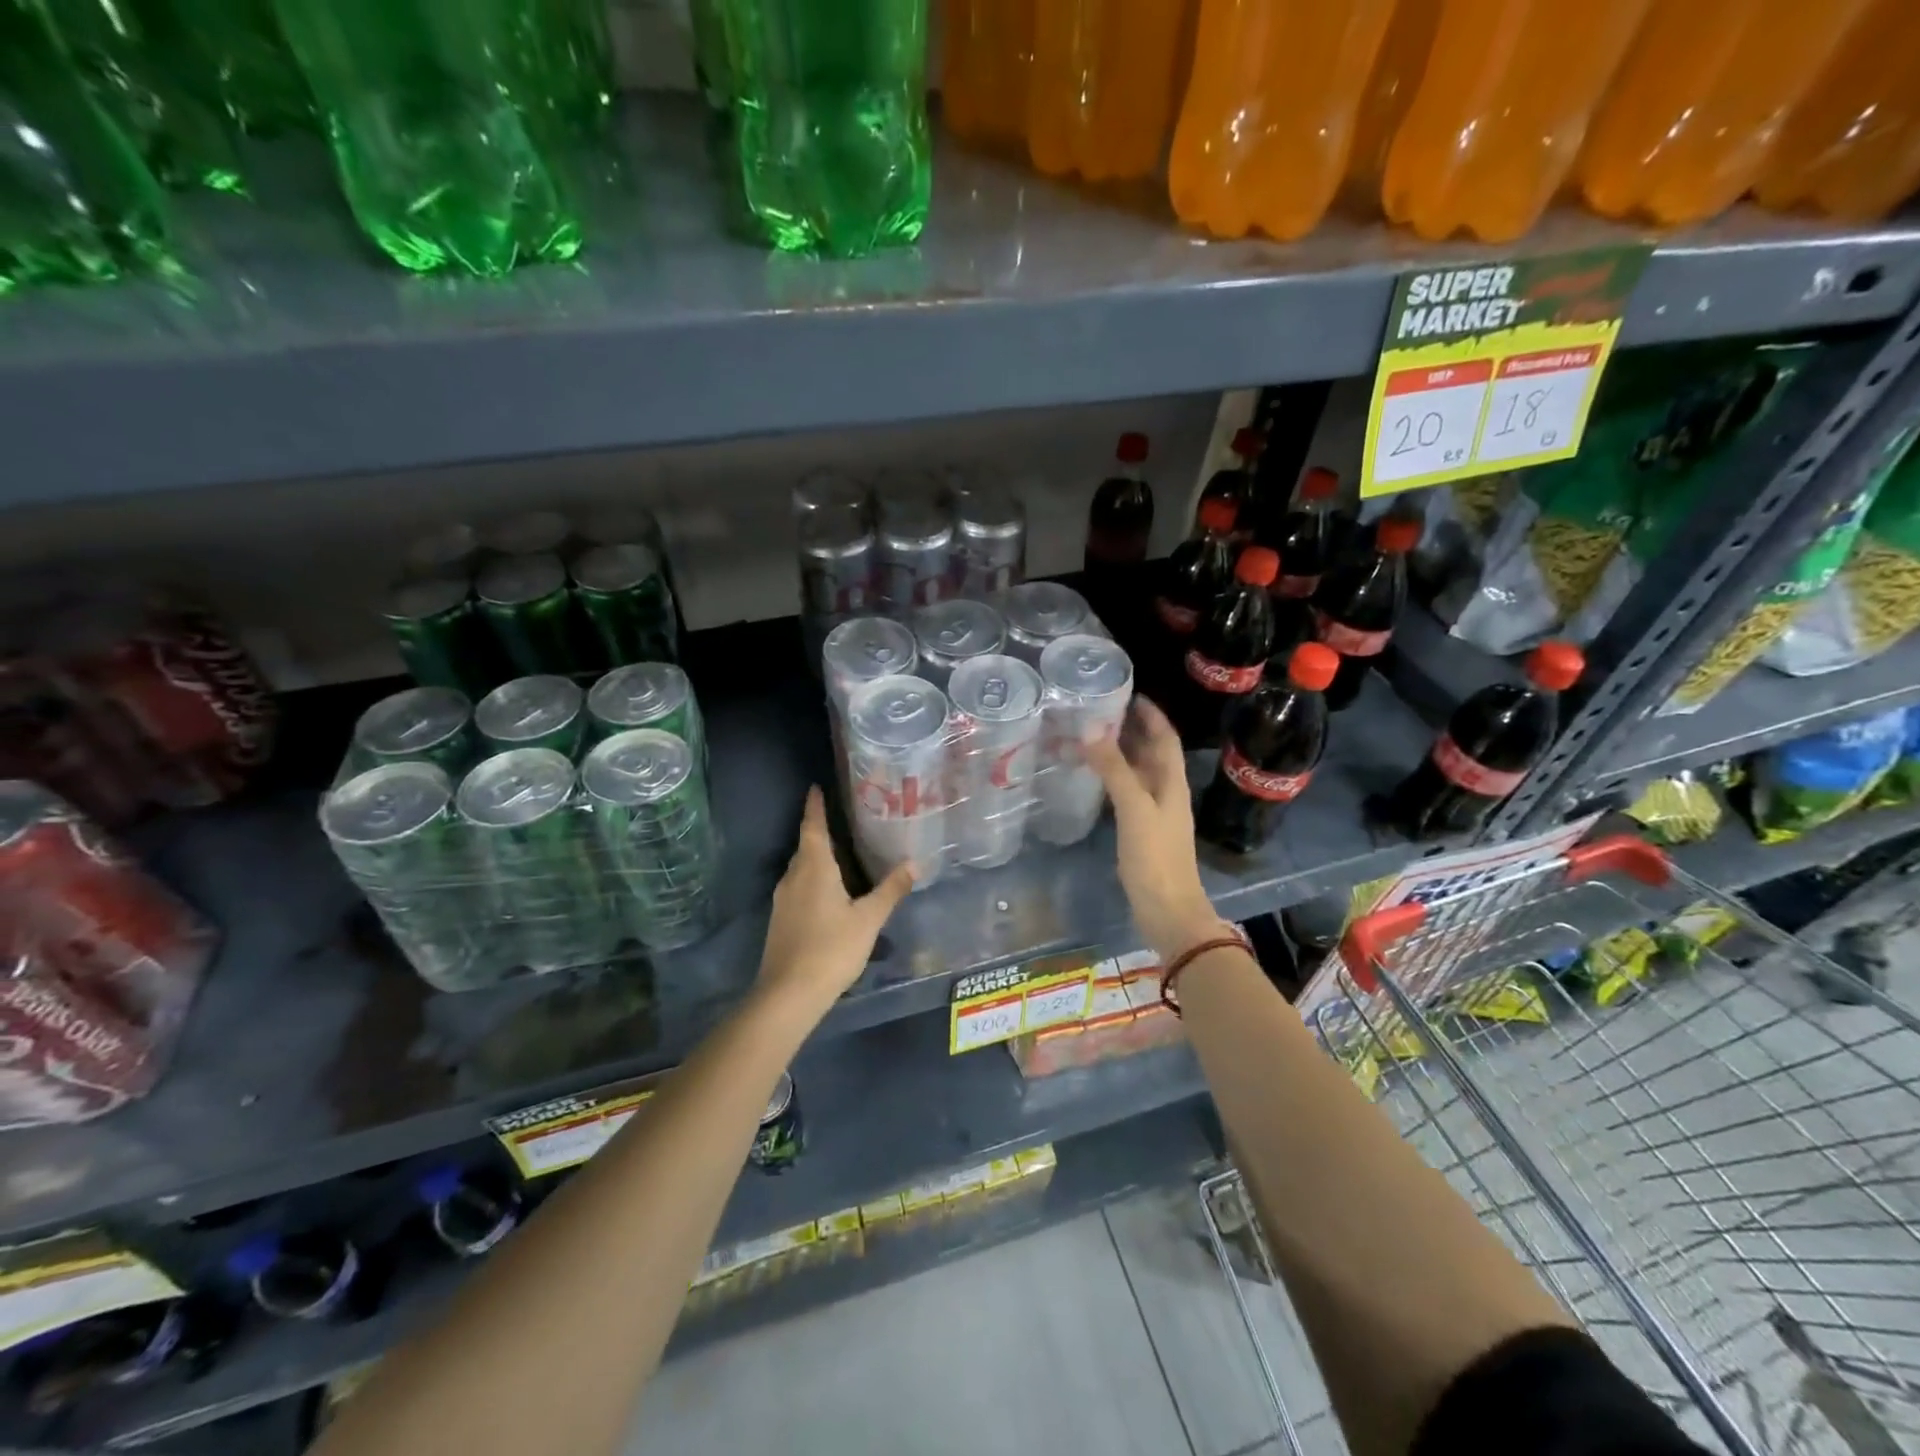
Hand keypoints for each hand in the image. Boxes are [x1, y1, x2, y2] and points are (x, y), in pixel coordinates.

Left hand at [756, 787, 913, 1021]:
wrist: (788, 994)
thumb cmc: (832, 948)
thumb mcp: (868, 919)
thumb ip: (891, 890)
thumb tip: (915, 863)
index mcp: (814, 868)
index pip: (813, 826)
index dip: (815, 806)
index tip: (816, 787)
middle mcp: (794, 877)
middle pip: (806, 846)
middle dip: (819, 831)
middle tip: (841, 820)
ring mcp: (783, 900)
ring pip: (801, 868)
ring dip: (816, 857)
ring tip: (839, 853)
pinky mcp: (781, 920)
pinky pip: (798, 887)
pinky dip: (812, 879)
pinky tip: (828, 892)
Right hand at [1086, 699, 1230, 961]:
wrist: (1168, 911)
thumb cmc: (1156, 858)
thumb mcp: (1134, 809)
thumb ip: (1114, 769)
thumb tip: (1091, 729)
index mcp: (1172, 783)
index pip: (1165, 738)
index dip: (1151, 714)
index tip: (1129, 693)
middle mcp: (1166, 792)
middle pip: (1152, 752)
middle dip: (1132, 729)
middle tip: (1099, 711)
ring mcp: (1154, 813)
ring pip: (1138, 773)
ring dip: (1120, 754)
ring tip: (1090, 738)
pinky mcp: (1141, 832)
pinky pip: (1127, 794)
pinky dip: (1113, 779)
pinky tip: (1092, 779)